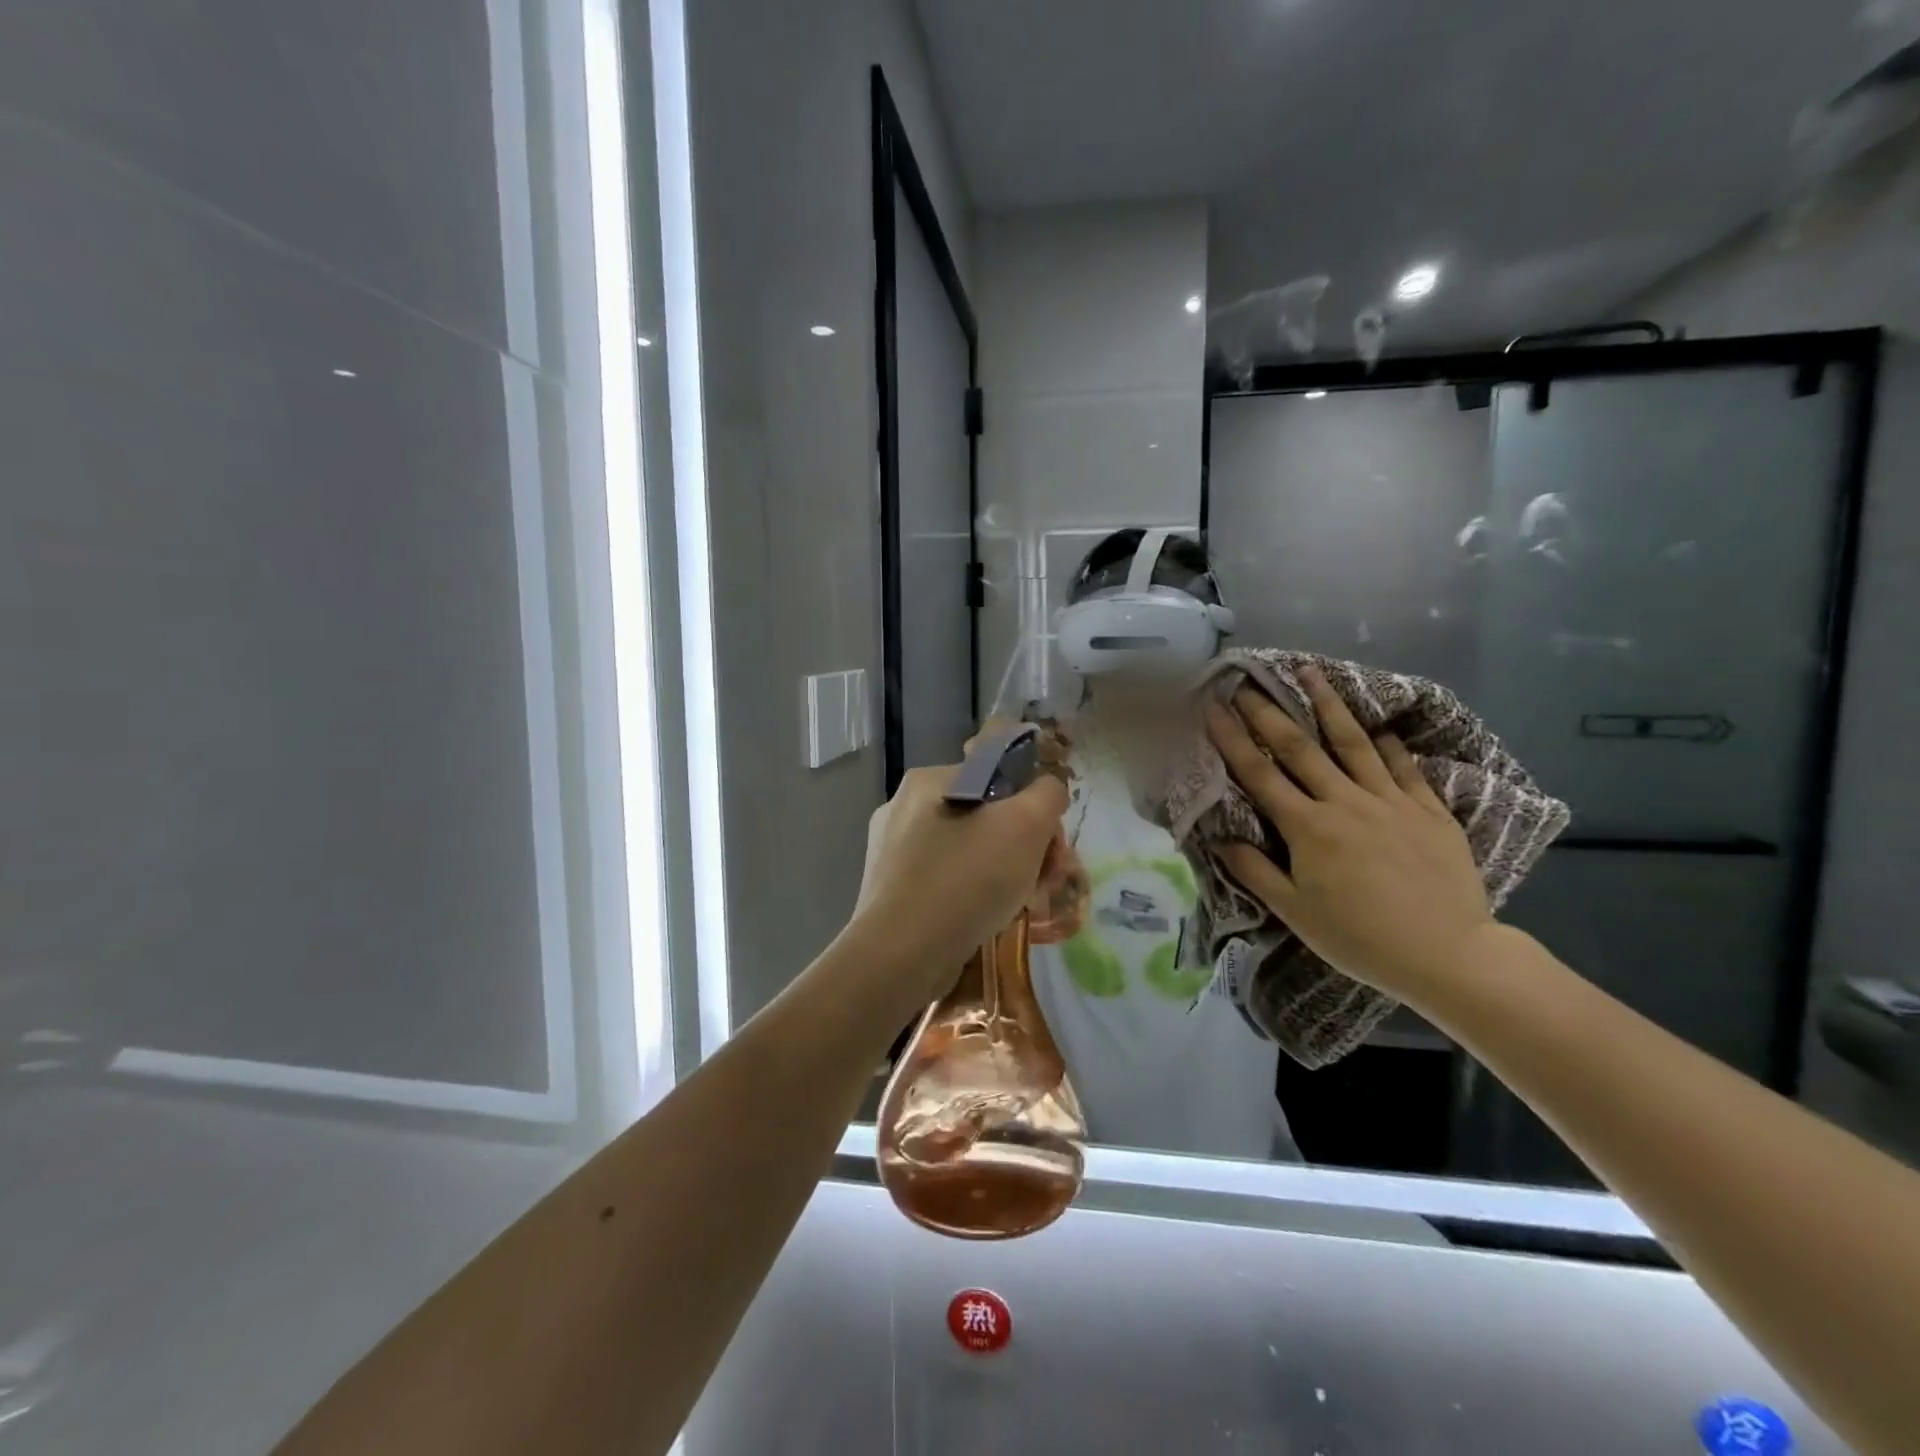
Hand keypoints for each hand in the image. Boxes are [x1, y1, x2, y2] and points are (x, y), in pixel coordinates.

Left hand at [851, 765, 1069, 1002]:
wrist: (902, 954)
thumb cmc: (967, 878)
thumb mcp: (1027, 824)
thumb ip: (1047, 795)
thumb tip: (1047, 791)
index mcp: (930, 778)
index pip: (1000, 778)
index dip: (1035, 810)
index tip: (1052, 849)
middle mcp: (903, 805)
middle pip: (984, 816)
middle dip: (1022, 847)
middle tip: (1043, 883)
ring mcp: (890, 850)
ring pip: (965, 851)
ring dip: (999, 872)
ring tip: (1017, 905)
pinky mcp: (888, 889)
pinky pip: (943, 880)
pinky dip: (969, 895)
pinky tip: (983, 920)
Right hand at [1204, 667, 1494, 1004]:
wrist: (1449, 956)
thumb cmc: (1361, 939)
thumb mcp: (1296, 913)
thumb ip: (1255, 872)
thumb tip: (1220, 839)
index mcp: (1308, 828)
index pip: (1259, 774)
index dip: (1232, 738)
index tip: (1212, 708)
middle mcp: (1345, 803)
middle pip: (1300, 748)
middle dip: (1269, 712)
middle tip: (1247, 682)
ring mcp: (1391, 802)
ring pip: (1354, 743)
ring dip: (1328, 706)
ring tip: (1311, 673)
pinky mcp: (1429, 811)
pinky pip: (1405, 767)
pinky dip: (1390, 744)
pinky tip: (1380, 726)